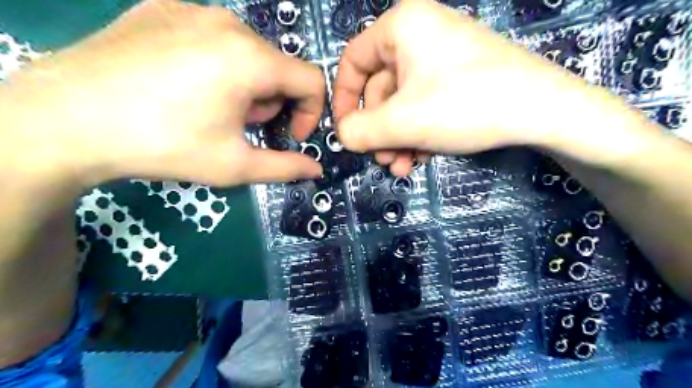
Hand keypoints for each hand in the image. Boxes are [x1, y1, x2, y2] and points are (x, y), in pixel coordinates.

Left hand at [7, 0, 324, 186]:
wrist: (64, 119)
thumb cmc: (164, 145)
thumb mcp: (235, 165)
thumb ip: (285, 167)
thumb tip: (316, 170)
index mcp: (251, 59)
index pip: (312, 80)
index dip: (311, 113)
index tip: (289, 135)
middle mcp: (229, 23)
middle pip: (278, 67)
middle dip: (271, 102)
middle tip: (240, 126)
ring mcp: (192, 9)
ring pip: (248, 52)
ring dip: (246, 85)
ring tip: (211, 108)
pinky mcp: (163, 8)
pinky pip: (213, 37)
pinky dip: (217, 64)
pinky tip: (184, 85)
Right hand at [335, 0, 608, 175]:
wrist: (543, 111)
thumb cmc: (464, 105)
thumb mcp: (402, 122)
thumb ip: (360, 131)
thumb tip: (342, 136)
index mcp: (401, 27)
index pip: (353, 62)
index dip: (343, 100)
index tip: (345, 132)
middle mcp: (419, 36)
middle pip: (379, 90)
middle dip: (379, 132)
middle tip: (383, 161)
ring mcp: (441, 59)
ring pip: (401, 104)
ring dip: (397, 139)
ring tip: (403, 167)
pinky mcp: (457, 79)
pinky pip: (423, 106)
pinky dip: (417, 134)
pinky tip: (422, 158)